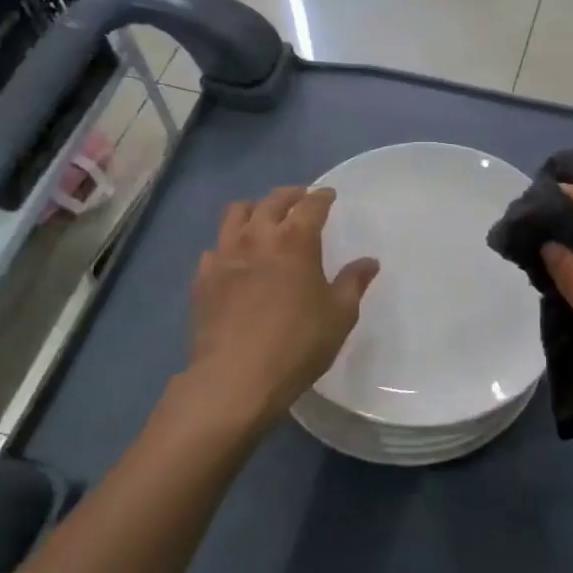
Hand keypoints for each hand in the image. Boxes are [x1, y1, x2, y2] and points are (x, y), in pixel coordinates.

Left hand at [181, 186, 379, 429]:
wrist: (235, 377)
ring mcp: (225, 255)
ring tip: (263, 218)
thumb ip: (354, 283)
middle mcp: (257, 237)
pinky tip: (235, 259)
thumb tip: (369, 262)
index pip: (311, 205)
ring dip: (254, 209)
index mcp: (295, 240)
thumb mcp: (339, 315)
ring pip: (235, 214)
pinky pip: (215, 248)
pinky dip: (228, 244)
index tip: (328, 195)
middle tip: (300, 198)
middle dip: (289, 195)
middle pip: (272, 201)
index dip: (322, 197)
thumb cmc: (297, 343)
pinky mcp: (202, 278)